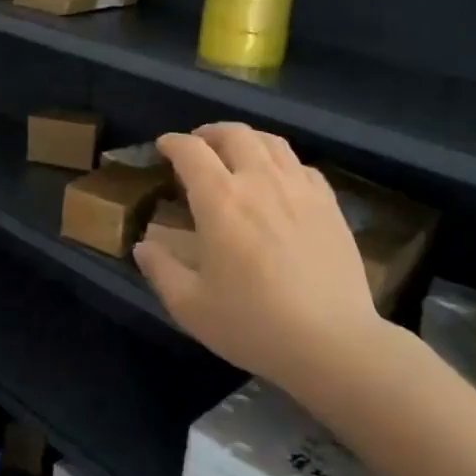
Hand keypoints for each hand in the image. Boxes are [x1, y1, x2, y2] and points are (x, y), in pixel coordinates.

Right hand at [133, 124, 386, 387]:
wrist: (332, 342)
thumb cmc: (253, 324)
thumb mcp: (190, 306)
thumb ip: (161, 270)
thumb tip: (143, 246)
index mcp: (220, 200)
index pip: (191, 151)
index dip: (173, 143)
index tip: (163, 147)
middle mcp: (260, 181)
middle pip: (234, 134)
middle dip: (209, 133)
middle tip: (198, 146)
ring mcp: (300, 189)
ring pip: (272, 142)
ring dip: (247, 139)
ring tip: (236, 153)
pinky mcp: (330, 205)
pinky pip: (302, 166)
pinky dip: (281, 162)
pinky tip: (279, 180)